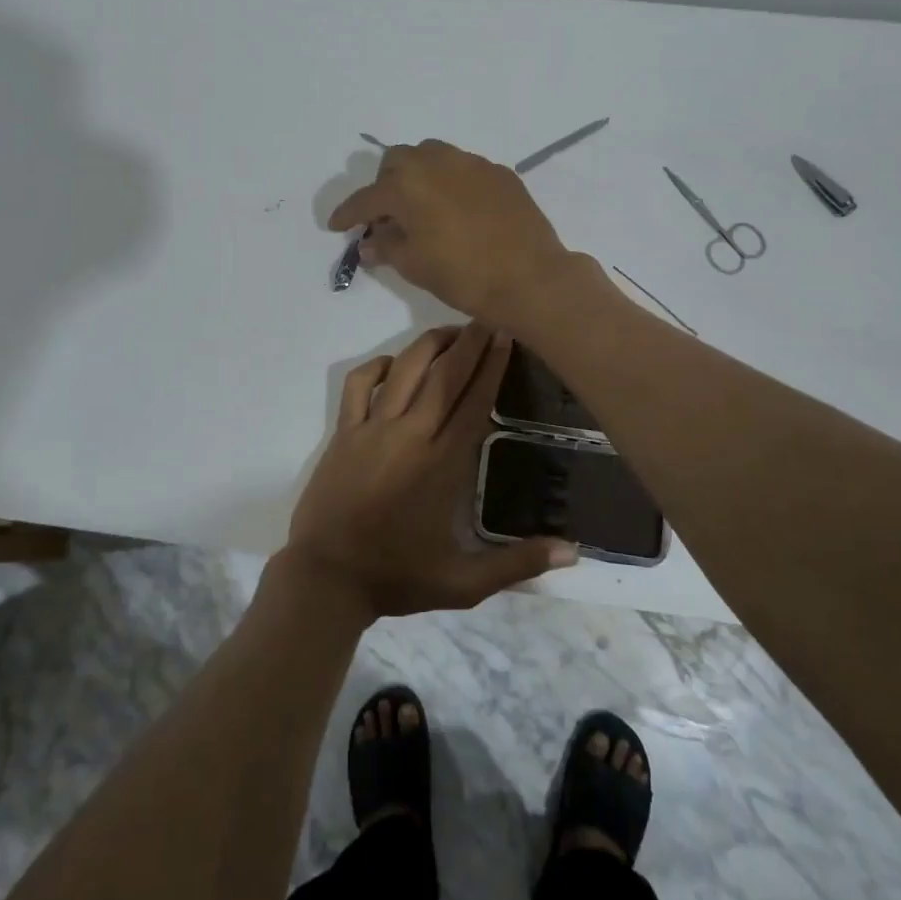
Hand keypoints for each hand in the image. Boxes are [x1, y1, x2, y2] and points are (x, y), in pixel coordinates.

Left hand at [280, 323, 576, 620]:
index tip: (506, 335)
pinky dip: (378, 366)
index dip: (492, 365)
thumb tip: (574, 552)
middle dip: (469, 342)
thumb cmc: (398, 578)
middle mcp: (409, 435)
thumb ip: (519, 562)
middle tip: (488, 316)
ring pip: (404, 370)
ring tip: (451, 331)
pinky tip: (394, 364)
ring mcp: (371, 429)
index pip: (474, 401)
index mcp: (442, 464)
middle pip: (444, 375)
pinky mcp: (343, 432)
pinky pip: (358, 385)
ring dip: (429, 344)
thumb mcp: (465, 583)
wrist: (326, 579)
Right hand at [327, 141, 591, 323]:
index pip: (366, 198)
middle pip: (397, 162)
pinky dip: (450, 183)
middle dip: (384, 185)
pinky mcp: (500, 173)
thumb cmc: (464, 276)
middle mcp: (436, 163)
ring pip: (432, 156)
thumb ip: (386, 247)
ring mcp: (472, 163)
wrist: (531, 278)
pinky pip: (463, 169)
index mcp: (407, 185)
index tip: (336, 225)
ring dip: (417, 176)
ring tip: (421, 205)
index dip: (347, 213)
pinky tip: (458, 209)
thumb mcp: (415, 267)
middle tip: (386, 215)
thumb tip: (369, 242)